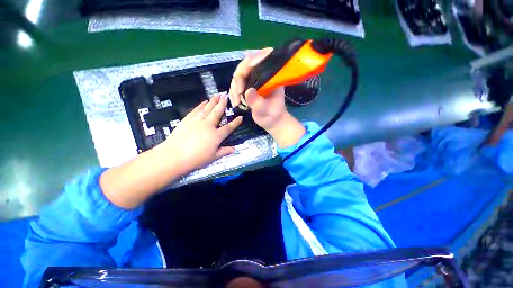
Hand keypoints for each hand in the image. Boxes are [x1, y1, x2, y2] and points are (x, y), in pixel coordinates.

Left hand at [160, 93, 242, 172]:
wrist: (174, 156)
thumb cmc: (196, 159)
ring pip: (207, 109)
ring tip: (216, 95)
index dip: (235, 122)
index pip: (228, 128)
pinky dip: (200, 105)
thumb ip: (224, 151)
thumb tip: (234, 149)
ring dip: (212, 101)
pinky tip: (204, 102)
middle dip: (222, 104)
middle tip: (225, 96)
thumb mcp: (213, 157)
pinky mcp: (187, 120)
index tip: (240, 117)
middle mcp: (208, 126)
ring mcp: (197, 122)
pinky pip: (195, 111)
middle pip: (217, 113)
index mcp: (216, 136)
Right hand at [229, 49, 305, 147]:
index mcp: (272, 76)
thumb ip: (258, 102)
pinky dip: (234, 92)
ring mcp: (255, 79)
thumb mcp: (266, 110)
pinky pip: (237, 84)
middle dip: (239, 79)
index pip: (262, 58)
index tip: (242, 77)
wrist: (272, 121)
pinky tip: (235, 102)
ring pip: (239, 75)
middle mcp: (263, 74)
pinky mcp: (249, 86)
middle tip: (238, 94)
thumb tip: (247, 91)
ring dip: (234, 88)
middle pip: (246, 65)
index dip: (250, 62)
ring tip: (236, 102)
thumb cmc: (273, 115)